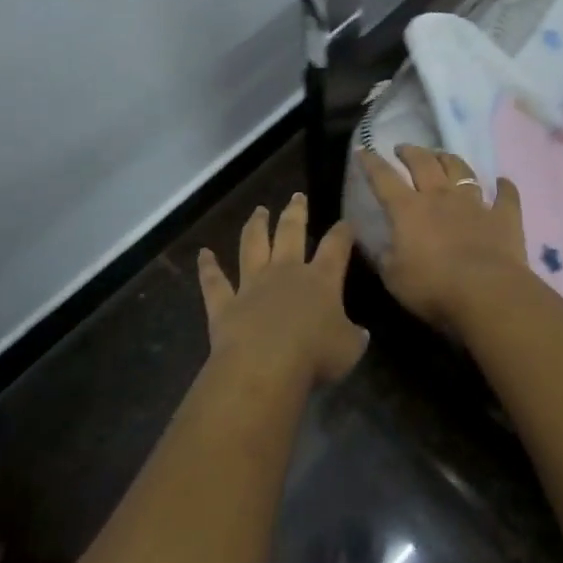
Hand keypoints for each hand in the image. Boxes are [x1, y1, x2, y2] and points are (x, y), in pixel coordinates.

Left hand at [197, 193, 366, 388]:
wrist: (264, 367)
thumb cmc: (314, 356)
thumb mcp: (349, 349)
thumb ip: (354, 336)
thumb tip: (359, 332)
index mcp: (320, 279)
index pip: (335, 247)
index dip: (343, 233)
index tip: (347, 222)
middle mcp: (285, 272)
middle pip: (291, 232)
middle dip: (295, 212)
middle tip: (297, 196)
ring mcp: (252, 284)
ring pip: (253, 246)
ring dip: (256, 226)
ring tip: (259, 210)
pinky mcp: (225, 304)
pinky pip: (215, 282)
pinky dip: (208, 268)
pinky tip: (203, 254)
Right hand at [357, 145, 530, 333]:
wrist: (487, 293)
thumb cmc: (432, 288)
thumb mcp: (393, 278)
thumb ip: (384, 257)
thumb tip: (380, 245)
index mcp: (408, 210)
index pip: (384, 178)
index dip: (372, 163)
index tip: (364, 150)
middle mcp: (440, 197)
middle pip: (423, 163)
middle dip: (411, 152)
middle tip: (404, 149)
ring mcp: (474, 204)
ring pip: (461, 170)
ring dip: (449, 159)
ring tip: (442, 155)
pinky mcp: (503, 217)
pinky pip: (506, 195)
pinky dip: (504, 187)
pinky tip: (503, 182)